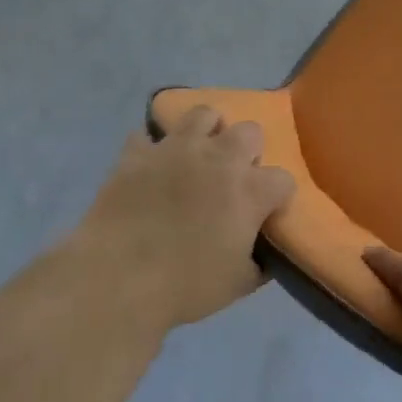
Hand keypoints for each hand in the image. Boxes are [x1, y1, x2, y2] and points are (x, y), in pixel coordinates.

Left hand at [71, 107, 295, 335]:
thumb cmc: (186, 286)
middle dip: (248, 151)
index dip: (277, 197)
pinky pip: (147, 135)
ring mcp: (176, 148)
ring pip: (203, 114)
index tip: (267, 212)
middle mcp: (219, 158)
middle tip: (234, 178)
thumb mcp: (238, 284)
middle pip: (250, 132)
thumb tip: (263, 256)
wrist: (118, 278)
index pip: (283, 180)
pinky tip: (150, 165)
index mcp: (250, 191)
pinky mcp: (137, 152)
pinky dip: (151, 147)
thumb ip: (258, 263)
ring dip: (207, 132)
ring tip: (198, 155)